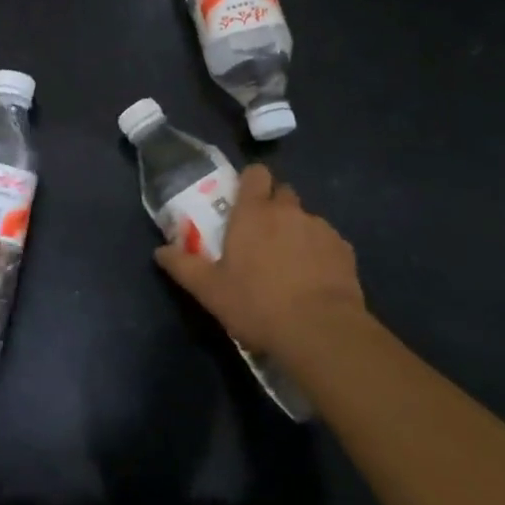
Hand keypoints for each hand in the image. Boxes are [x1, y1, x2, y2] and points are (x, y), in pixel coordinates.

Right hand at [155, 165, 363, 360]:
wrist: (321, 331)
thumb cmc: (257, 304)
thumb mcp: (211, 291)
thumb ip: (184, 267)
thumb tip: (160, 251)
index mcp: (254, 212)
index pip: (255, 173)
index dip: (250, 182)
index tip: (243, 199)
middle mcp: (288, 211)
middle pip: (282, 192)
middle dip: (273, 205)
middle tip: (262, 235)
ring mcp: (320, 228)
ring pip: (305, 218)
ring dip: (296, 231)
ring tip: (290, 264)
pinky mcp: (344, 250)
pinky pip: (327, 241)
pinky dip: (319, 253)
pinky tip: (314, 280)